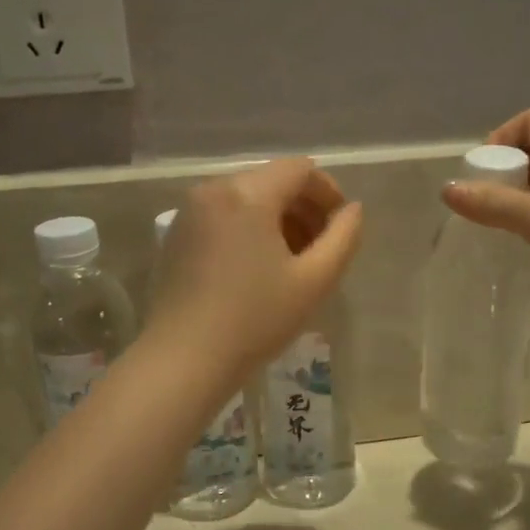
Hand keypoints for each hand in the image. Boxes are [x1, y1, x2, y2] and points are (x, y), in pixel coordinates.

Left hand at [146, 157, 363, 378]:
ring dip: (277, 219)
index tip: (341, 226)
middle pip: (272, 181)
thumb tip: (352, 210)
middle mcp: (214, 190)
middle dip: (303, 207)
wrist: (184, 359)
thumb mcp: (314, 280)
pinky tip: (257, 268)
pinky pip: (223, 215)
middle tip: (321, 248)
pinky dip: (249, 228)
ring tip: (293, 262)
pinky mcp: (177, 235)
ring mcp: (189, 211)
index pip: (300, 170)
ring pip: (247, 198)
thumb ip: (343, 237)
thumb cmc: (255, 319)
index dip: (328, 192)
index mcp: (248, 194)